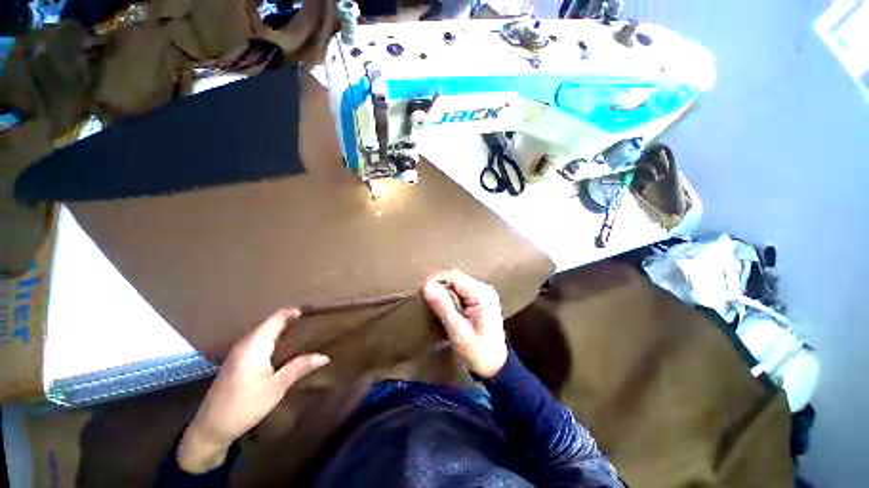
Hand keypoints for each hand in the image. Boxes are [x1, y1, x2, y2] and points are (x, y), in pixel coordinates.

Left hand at [177, 309, 328, 473]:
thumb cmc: (245, 406)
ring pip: (263, 331)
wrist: (211, 428)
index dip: (293, 312)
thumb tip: (324, 356)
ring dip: (280, 328)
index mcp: (254, 346)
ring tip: (301, 330)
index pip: (276, 319)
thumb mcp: (276, 387)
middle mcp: (245, 343)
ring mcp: (238, 351)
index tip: (311, 311)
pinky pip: (257, 339)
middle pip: (269, 323)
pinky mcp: (236, 359)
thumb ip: (299, 367)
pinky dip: (272, 337)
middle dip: (289, 319)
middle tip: (310, 321)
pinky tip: (282, 346)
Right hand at [422, 269, 507, 377]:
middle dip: (439, 284)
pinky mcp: (481, 297)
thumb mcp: (458, 331)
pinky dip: (450, 294)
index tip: (421, 290)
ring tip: (432, 300)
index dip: (436, 279)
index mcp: (482, 294)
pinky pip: (461, 289)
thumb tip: (427, 286)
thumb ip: (443, 307)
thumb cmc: (477, 351)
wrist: (495, 364)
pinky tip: (444, 303)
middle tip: (425, 297)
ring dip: (444, 288)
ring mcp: (484, 292)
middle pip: (456, 277)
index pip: (455, 276)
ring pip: (458, 282)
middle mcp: (484, 288)